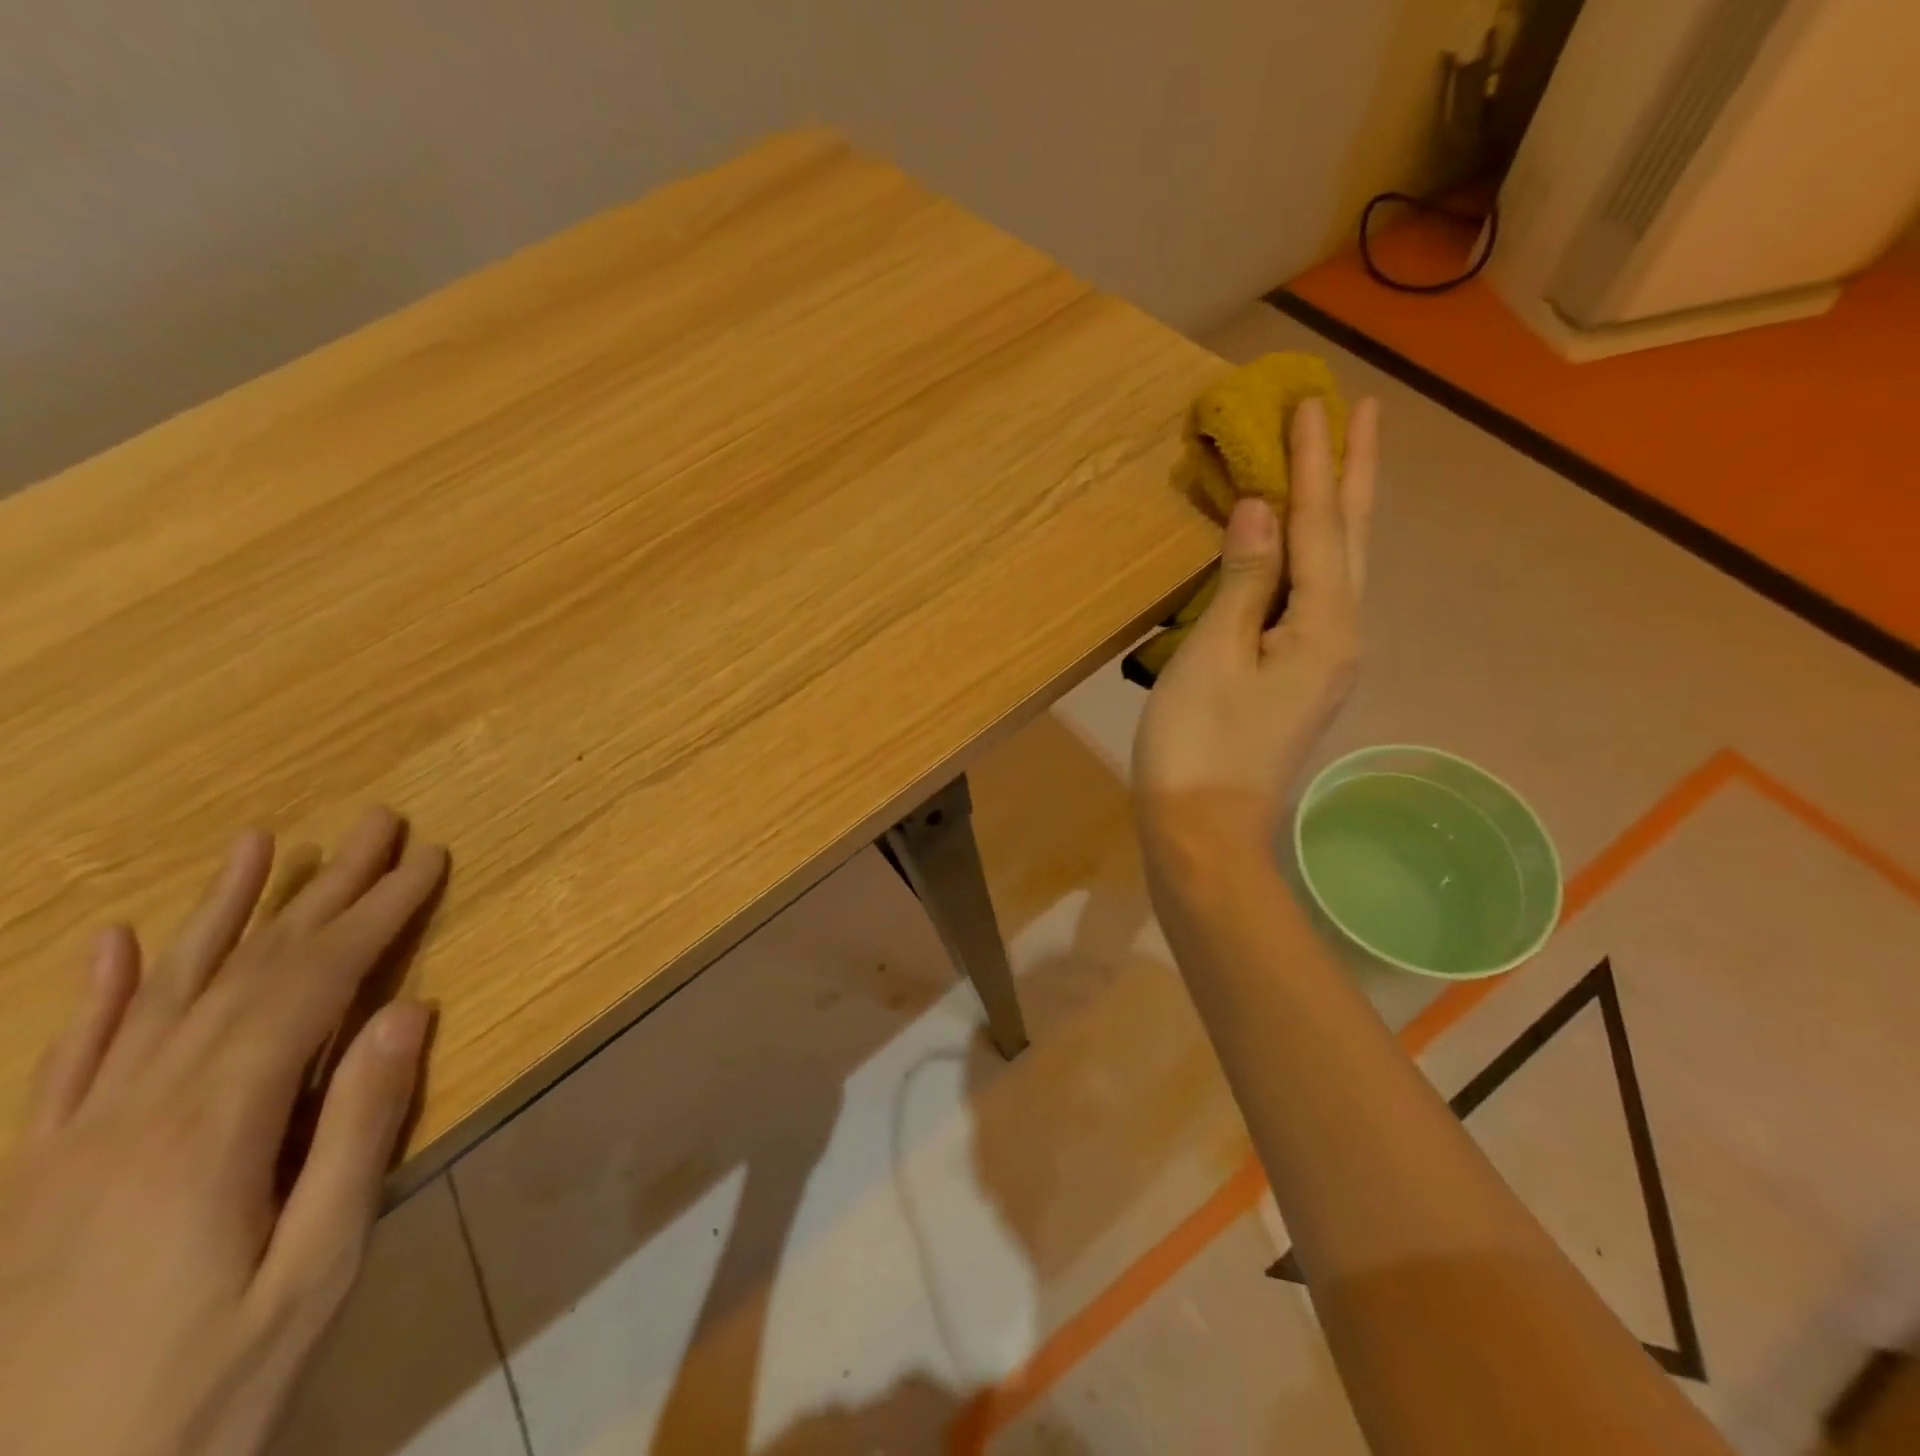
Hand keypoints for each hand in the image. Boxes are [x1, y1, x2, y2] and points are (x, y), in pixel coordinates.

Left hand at [0, 809, 446, 1455]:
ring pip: (160, 997)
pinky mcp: (30, 1177)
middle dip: (324, 892)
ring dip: (220, 913)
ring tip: (259, 845)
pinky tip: (119, 944)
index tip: (425, 860)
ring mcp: (66, 1144)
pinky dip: (100, 996)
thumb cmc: (203, 1395)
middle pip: (246, 972)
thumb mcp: (314, 1269)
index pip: (310, 986)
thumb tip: (409, 1010)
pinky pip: (69, 1065)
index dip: (374, 914)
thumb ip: (356, 1131)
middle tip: (374, 825)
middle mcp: (130, 1115)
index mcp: (207, 1133)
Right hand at [1133, 396, 1377, 877]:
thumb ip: (1245, 581)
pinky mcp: (1298, 680)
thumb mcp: (1214, 656)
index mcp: (1324, 626)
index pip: (1319, 526)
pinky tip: (1303, 548)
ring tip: (1339, 465)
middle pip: (1349, 541)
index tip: (1312, 401)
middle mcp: (1340, 637)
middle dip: (1351, 475)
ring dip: (1338, 512)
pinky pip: (1314, 597)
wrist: (1204, 833)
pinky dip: (1313, 556)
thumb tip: (1263, 510)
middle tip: (1359, 413)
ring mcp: (1323, 662)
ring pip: (1338, 569)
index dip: (1313, 464)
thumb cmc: (1199, 745)